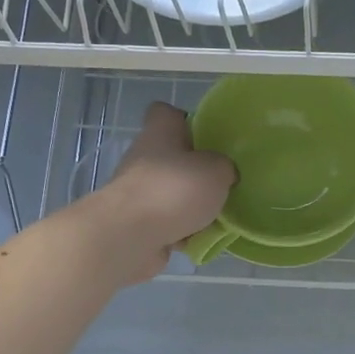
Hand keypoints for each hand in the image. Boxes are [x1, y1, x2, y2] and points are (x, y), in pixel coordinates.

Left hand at [87, 103, 235, 282]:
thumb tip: (222, 174)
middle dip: (196, 172)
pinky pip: (166, 222)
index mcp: (160, 132)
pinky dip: (181, 231)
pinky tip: (197, 240)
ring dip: (190, 205)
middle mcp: (144, 157)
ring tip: (215, 218)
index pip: (167, 113)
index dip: (187, 121)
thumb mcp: (217, 171)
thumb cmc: (174, 190)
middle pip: (172, 157)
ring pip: (171, 192)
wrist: (130, 236)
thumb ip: (224, 167)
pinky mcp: (136, 221)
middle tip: (220, 184)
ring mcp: (137, 191)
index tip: (207, 138)